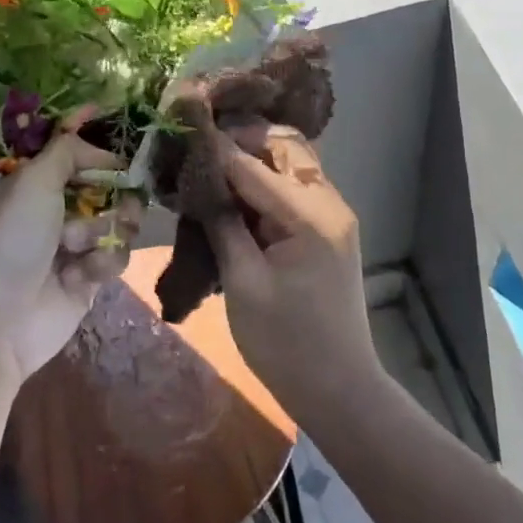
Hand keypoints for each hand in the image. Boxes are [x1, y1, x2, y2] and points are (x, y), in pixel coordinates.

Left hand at [0, 116, 143, 382]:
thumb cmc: (12, 238)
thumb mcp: (33, 180)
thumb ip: (68, 151)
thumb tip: (103, 149)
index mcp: (36, 184)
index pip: (78, 158)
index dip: (102, 156)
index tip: (122, 158)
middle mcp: (55, 211)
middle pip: (108, 189)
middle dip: (117, 195)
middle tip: (122, 203)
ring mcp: (74, 246)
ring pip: (118, 222)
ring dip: (105, 231)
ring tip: (81, 247)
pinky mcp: (89, 279)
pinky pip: (116, 257)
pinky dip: (103, 262)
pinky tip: (82, 275)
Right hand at [202, 124, 380, 421]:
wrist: (338, 390)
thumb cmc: (285, 343)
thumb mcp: (243, 283)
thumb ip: (223, 224)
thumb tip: (203, 180)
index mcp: (310, 215)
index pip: (255, 165)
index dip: (217, 149)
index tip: (184, 132)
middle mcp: (329, 203)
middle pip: (287, 149)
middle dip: (244, 142)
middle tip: (202, 151)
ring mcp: (334, 216)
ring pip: (294, 165)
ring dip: (257, 160)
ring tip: (215, 169)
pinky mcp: (328, 231)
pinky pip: (297, 190)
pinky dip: (268, 183)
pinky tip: (237, 196)